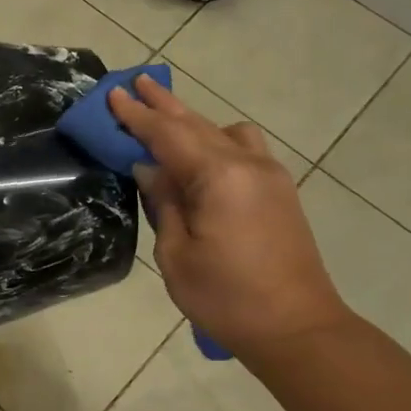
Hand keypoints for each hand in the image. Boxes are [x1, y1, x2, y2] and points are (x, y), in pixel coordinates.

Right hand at [110, 75, 348, 365]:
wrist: (297, 328)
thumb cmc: (226, 297)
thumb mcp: (175, 254)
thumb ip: (163, 203)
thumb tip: (150, 169)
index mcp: (218, 177)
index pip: (167, 135)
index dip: (137, 115)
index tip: (114, 94)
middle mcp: (247, 164)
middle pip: (196, 124)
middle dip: (163, 105)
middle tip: (136, 82)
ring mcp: (269, 174)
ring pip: (223, 131)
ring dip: (191, 120)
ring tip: (165, 115)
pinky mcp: (279, 189)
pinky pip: (242, 147)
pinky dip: (215, 138)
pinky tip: (202, 151)